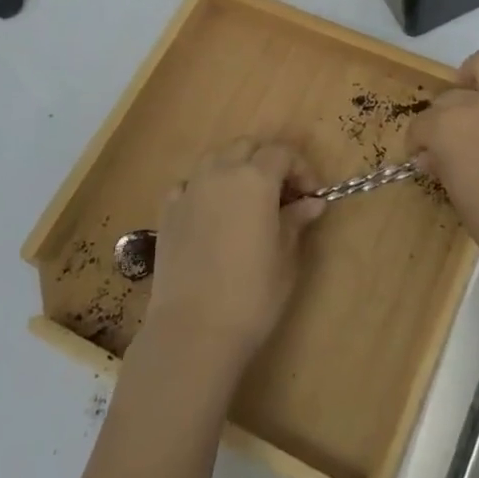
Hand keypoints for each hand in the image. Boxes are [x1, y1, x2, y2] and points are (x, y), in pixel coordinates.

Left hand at [143, 140, 325, 380]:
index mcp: (255, 179)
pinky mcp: (167, 212)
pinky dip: (203, 188)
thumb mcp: (285, 258)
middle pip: (246, 147)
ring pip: (215, 158)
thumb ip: (296, 221)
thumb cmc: (252, 295)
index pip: (282, 153)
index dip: (301, 169)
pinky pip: (188, 184)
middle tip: (282, 194)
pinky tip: (210, 212)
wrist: (193, 330)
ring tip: (246, 199)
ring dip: (234, 167)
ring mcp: (189, 190)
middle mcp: (220, 173)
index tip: (310, 195)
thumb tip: (311, 202)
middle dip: (267, 161)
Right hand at [408, 51, 478, 282]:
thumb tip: (434, 157)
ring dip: (476, 72)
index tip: (423, 159)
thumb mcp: (461, 203)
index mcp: (446, 129)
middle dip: (442, 116)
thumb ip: (445, 172)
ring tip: (475, 91)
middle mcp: (475, 104)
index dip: (417, 142)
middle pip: (449, 97)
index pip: (420, 127)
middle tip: (451, 140)